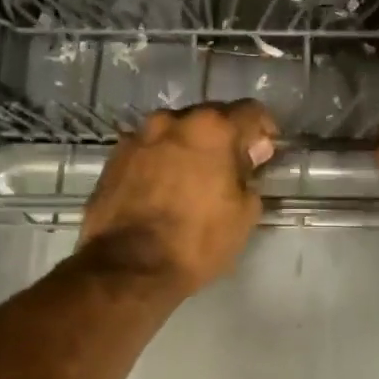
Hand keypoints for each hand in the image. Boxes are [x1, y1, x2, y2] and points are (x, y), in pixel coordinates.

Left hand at [80, 101, 278, 294]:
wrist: (128, 267)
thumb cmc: (197, 240)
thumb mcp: (244, 213)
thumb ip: (250, 174)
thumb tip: (249, 155)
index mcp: (212, 128)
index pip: (250, 111)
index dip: (263, 129)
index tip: (264, 151)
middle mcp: (173, 121)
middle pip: (209, 117)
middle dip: (224, 136)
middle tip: (231, 166)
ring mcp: (139, 137)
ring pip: (175, 131)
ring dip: (189, 147)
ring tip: (194, 177)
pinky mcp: (114, 157)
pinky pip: (150, 149)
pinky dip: (162, 160)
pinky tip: (164, 188)